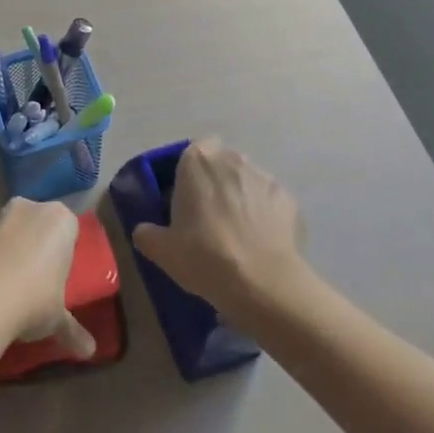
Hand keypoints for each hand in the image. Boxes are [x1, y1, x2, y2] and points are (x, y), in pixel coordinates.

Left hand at [0, 198, 94, 358]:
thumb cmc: (35, 298)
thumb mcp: (58, 318)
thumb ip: (72, 330)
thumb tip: (89, 351)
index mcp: (60, 219)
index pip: (69, 229)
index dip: (65, 251)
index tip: (61, 275)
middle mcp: (30, 208)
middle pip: (38, 224)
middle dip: (37, 245)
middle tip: (38, 280)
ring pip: (11, 230)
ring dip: (11, 250)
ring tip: (11, 286)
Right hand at [131, 138, 307, 317]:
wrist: (262, 283)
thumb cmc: (204, 255)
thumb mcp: (162, 250)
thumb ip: (147, 234)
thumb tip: (144, 231)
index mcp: (197, 160)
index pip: (193, 150)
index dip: (191, 172)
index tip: (187, 197)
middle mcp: (232, 159)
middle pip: (222, 163)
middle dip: (217, 182)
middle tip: (209, 215)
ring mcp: (264, 177)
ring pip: (247, 180)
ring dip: (242, 196)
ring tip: (238, 232)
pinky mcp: (289, 199)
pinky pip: (270, 202)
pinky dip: (266, 215)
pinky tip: (261, 242)